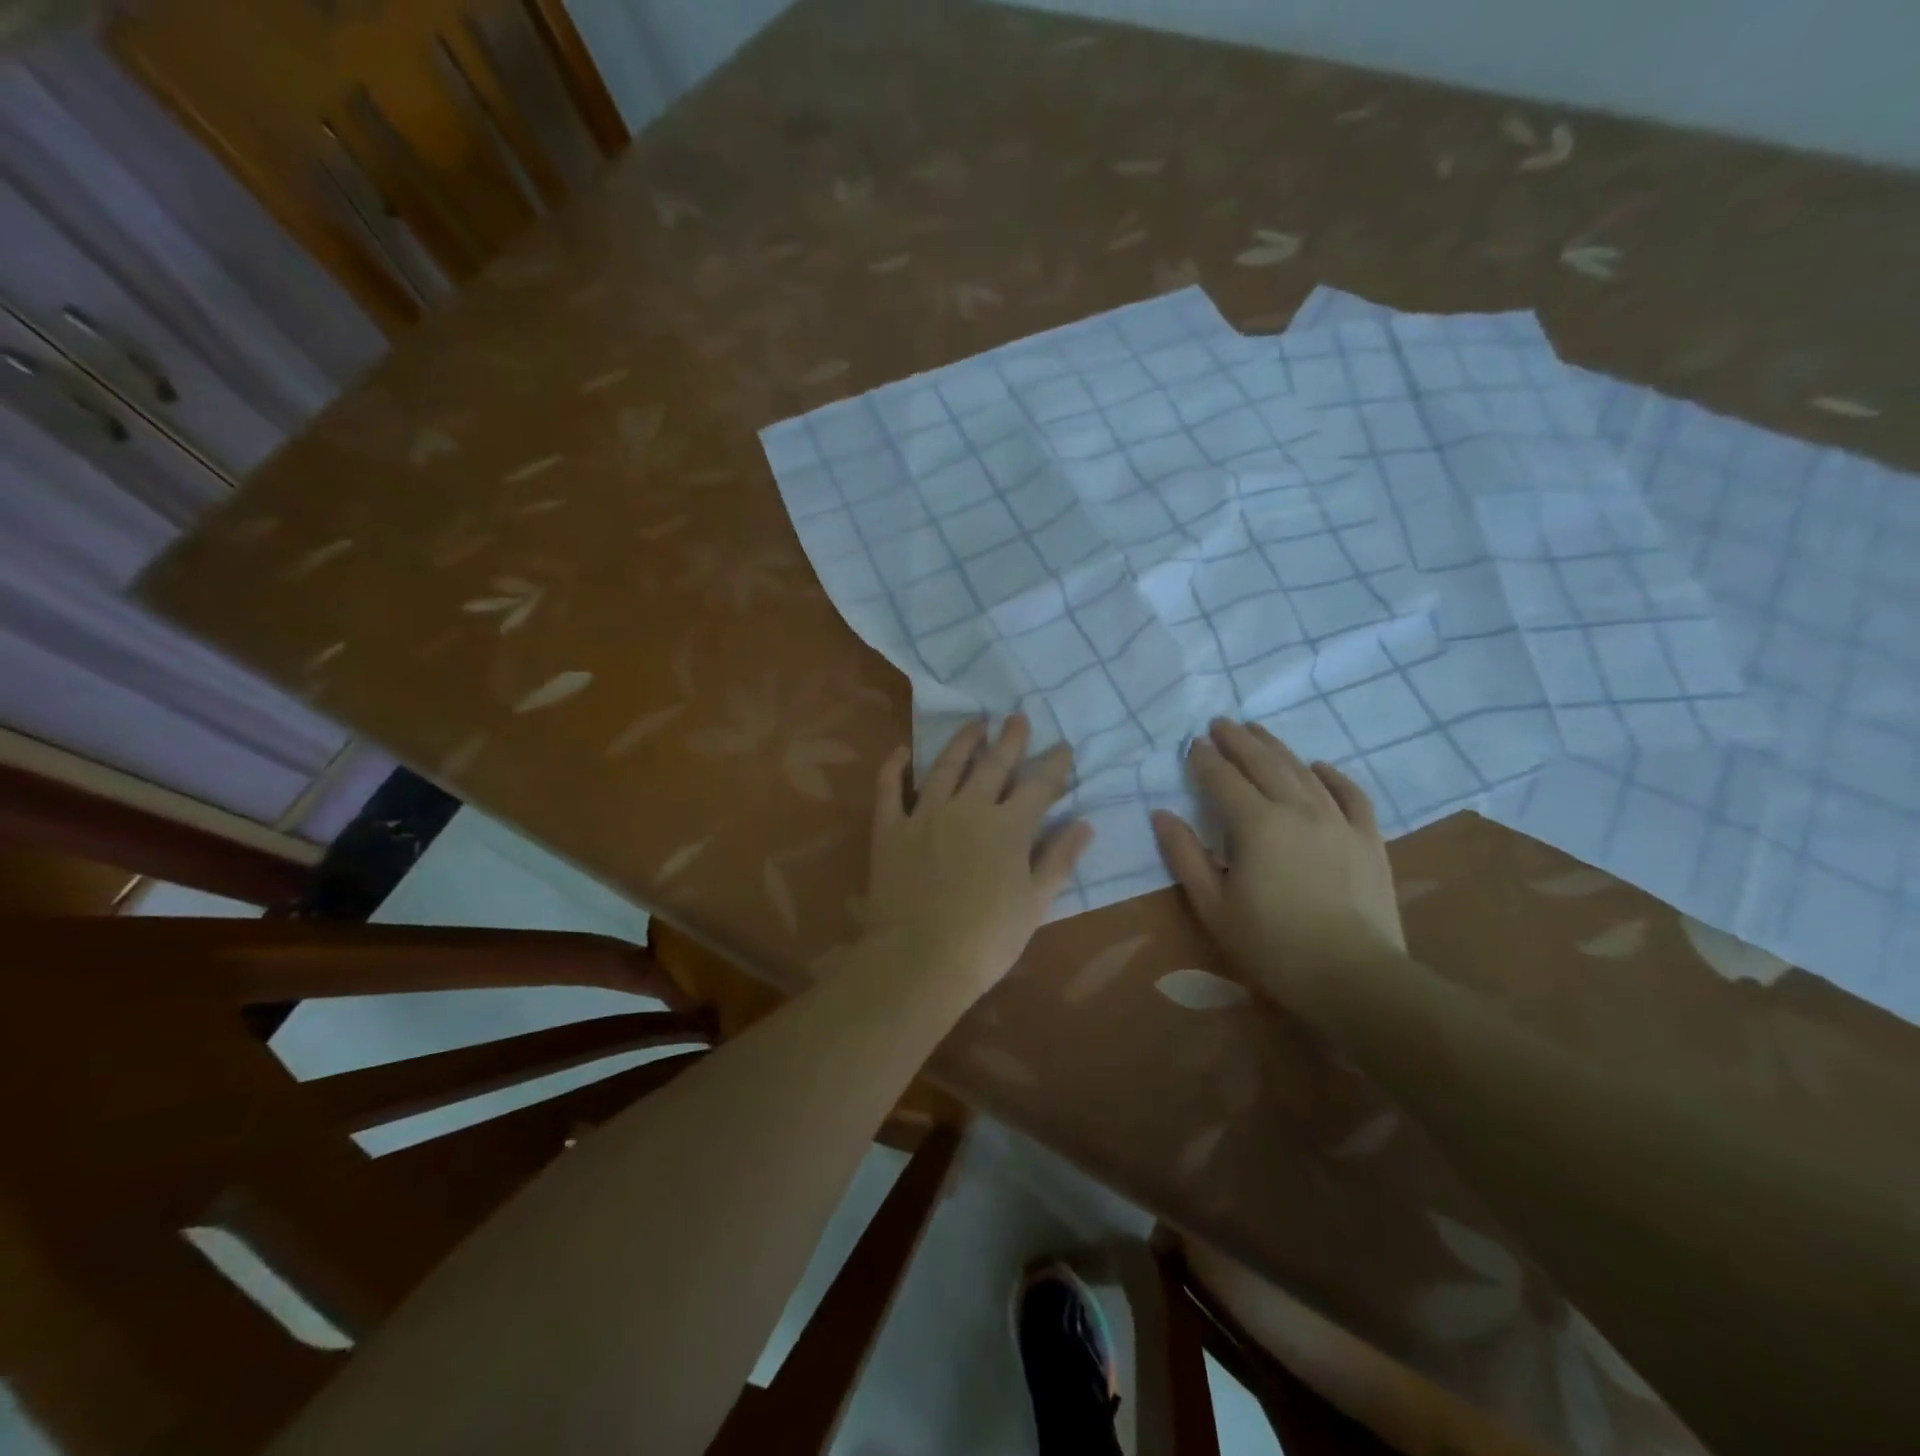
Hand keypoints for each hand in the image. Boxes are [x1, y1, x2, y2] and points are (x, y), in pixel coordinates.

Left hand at [864, 716, 1092, 998]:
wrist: (919, 960)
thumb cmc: (987, 940)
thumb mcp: (1035, 904)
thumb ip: (1059, 860)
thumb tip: (1083, 823)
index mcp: (1009, 827)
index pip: (1039, 785)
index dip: (1054, 764)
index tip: (1063, 746)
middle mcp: (969, 808)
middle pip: (994, 764)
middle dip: (1010, 739)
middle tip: (1017, 718)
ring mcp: (926, 814)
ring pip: (946, 765)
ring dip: (963, 741)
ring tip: (975, 724)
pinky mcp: (891, 828)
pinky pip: (890, 788)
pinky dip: (895, 767)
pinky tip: (902, 752)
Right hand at [1151, 719, 1404, 1004]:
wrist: (1353, 977)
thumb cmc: (1271, 945)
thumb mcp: (1213, 906)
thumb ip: (1185, 856)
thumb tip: (1161, 814)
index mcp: (1256, 824)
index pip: (1224, 779)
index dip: (1205, 760)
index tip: (1191, 744)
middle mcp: (1298, 809)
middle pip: (1264, 763)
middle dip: (1238, 741)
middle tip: (1220, 723)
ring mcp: (1338, 820)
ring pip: (1303, 771)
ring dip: (1277, 747)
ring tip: (1258, 732)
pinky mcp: (1368, 838)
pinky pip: (1350, 794)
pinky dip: (1332, 775)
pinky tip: (1319, 766)